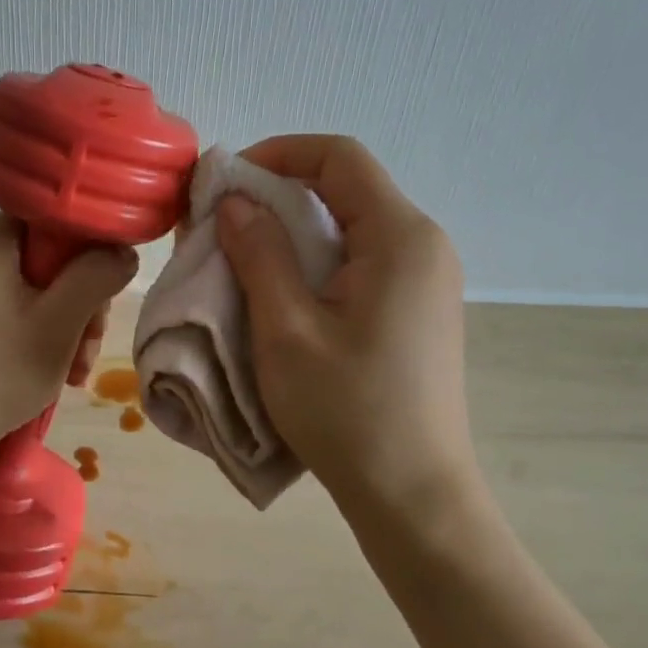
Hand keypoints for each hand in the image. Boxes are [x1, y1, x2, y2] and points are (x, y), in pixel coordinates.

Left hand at [0, 214, 138, 481]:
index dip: (94, 256)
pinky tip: (58, 375)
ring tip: (74, 374)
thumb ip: (97, 278)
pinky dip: (45, 340)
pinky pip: (23, 312)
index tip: (106, 300)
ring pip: (44, 292)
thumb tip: (125, 252)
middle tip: (87, 349)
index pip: (62, 221)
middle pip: (56, 260)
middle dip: (83, 306)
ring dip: (70, 330)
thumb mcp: (58, 324)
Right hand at [215, 136, 479, 520]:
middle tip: (222, 222)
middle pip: (347, 187)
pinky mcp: (417, 308)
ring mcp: (426, 278)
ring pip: (351, 224)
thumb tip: (235, 201)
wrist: (412, 494)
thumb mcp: (286, 330)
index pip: (340, 158)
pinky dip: (314, 259)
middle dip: (279, 192)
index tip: (227, 181)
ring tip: (242, 256)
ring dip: (292, 229)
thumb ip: (259, 254)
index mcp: (400, 238)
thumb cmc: (346, 411)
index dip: (278, 153)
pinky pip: (361, 259)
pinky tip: (281, 291)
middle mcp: (423, 245)